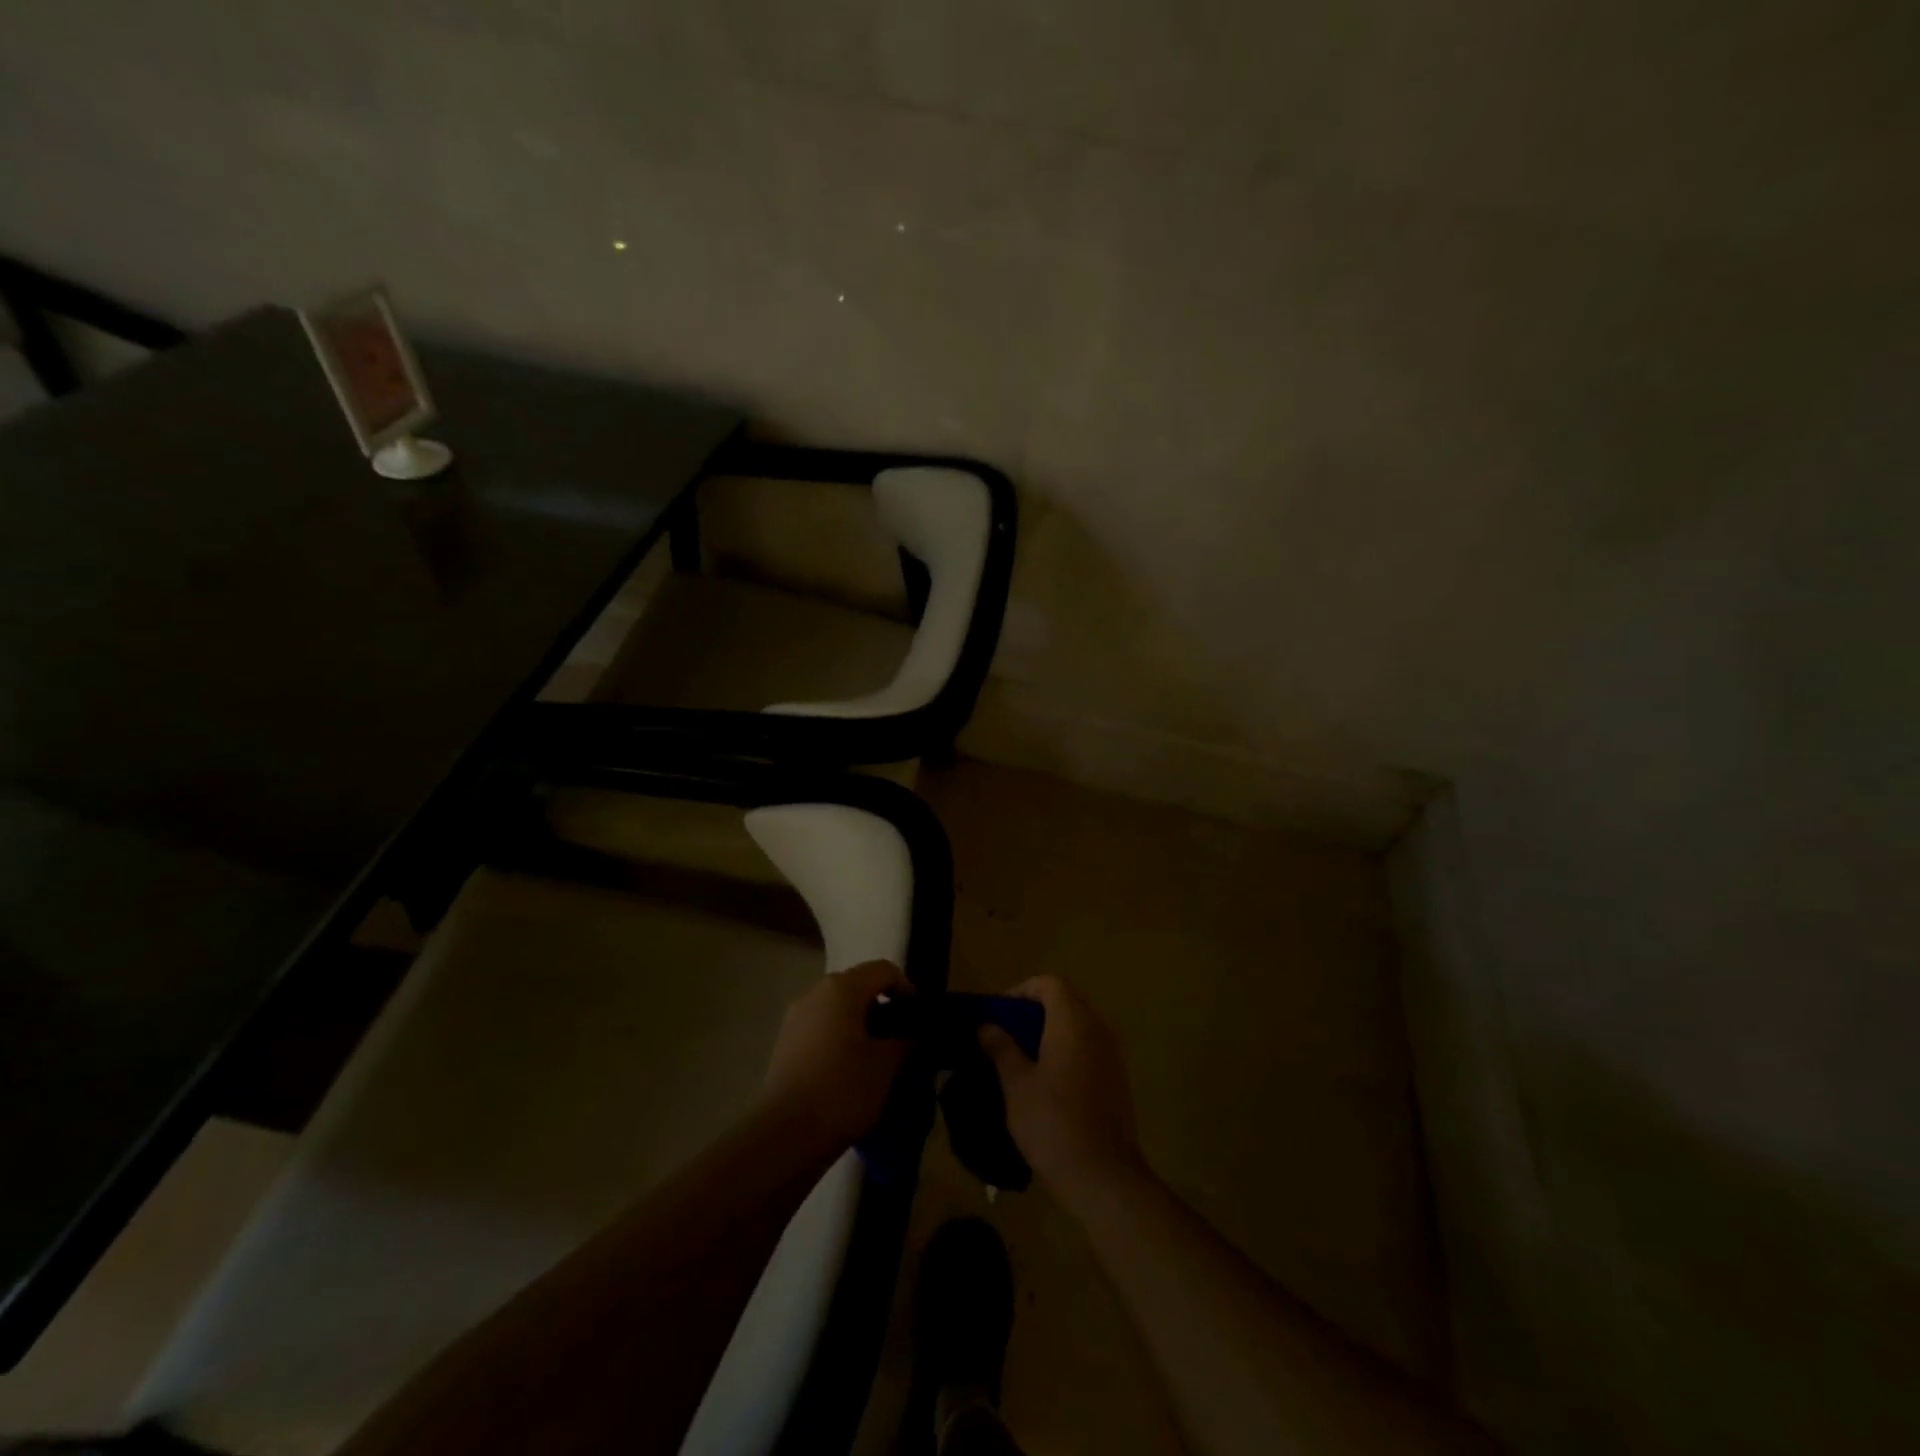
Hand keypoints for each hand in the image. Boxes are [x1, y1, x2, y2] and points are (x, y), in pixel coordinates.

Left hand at [762, 961, 909, 1152]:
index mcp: (842, 988)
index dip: (907, 989)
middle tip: (902, 1039)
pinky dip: (841, 1039)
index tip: (919, 1019)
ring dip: (862, 1025)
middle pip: (859, 986)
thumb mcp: (886, 1065)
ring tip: (878, 1059)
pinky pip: (822, 1029)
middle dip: (884, 1008)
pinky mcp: (785, 1044)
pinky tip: (850, 1072)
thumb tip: (910, 1032)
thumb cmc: (843, 1090)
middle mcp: (816, 993)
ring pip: (839, 1009)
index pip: (884, 970)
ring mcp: (796, 1018)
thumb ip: (904, 1039)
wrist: (784, 1135)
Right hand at [979, 975, 1144, 1207]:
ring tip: (1021, 1060)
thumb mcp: (1016, 1083)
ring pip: (1078, 1027)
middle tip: (1005, 1037)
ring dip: (1049, 1033)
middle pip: (1065, 1002)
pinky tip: (1046, 1083)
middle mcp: (1098, 1028)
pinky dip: (1066, 1052)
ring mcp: (1112, 1054)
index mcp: (1073, 1021)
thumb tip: (987, 1026)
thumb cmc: (1052, 1122)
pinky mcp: (1118, 1079)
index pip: (1049, 983)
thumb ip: (1001, 1048)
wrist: (1102, 1176)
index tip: (999, 1014)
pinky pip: (1089, 1049)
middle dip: (1033, 1013)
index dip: (1021, 991)